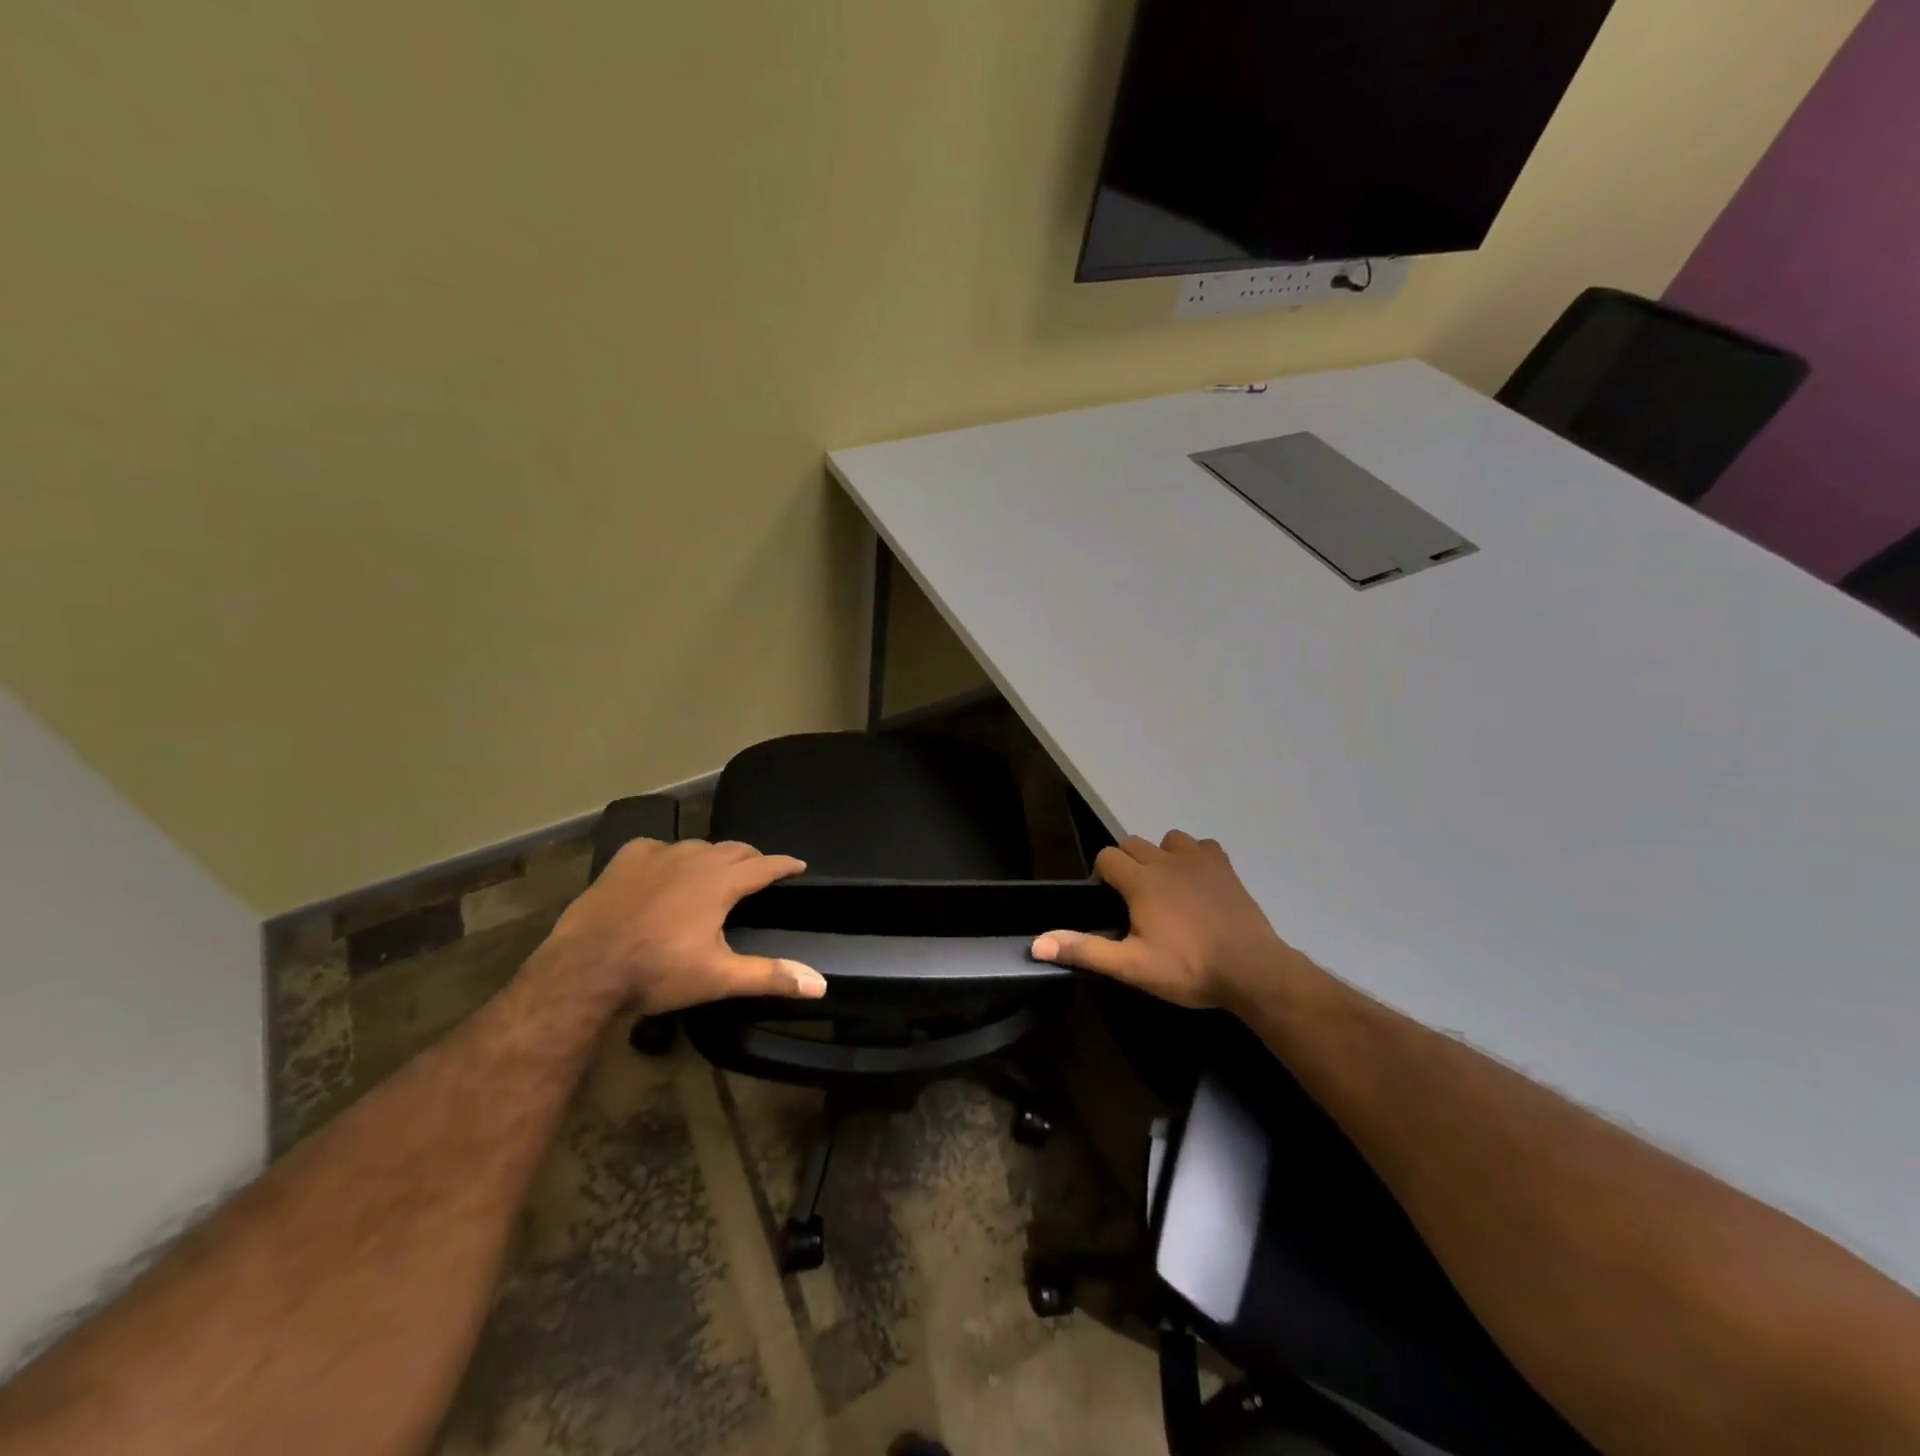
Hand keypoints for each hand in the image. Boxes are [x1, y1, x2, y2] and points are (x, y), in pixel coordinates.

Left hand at [544, 838, 826, 1014]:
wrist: (583, 971)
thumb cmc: (657, 972)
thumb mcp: (719, 978)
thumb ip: (771, 976)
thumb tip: (821, 984)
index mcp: (721, 882)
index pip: (765, 865)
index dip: (785, 865)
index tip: (800, 866)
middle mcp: (694, 858)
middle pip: (734, 849)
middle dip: (752, 859)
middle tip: (759, 873)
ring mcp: (657, 854)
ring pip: (697, 847)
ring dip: (712, 858)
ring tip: (715, 874)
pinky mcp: (625, 859)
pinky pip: (657, 848)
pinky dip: (669, 857)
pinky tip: (663, 872)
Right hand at [1030, 831, 1303, 1010]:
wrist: (1251, 970)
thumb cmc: (1187, 968)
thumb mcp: (1131, 966)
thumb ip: (1084, 951)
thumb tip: (1037, 944)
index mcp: (1140, 881)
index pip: (1107, 857)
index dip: (1103, 875)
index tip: (1110, 902)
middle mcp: (1166, 860)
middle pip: (1133, 844)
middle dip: (1128, 864)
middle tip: (1135, 900)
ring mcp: (1199, 860)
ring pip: (1168, 840)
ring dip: (1161, 856)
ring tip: (1166, 887)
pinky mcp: (1225, 867)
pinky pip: (1203, 846)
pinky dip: (1196, 857)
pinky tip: (1198, 881)